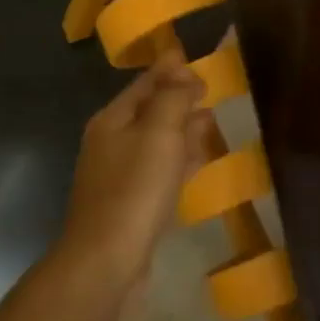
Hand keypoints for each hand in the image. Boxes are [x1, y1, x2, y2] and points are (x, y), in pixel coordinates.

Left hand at [60, 52, 211, 281]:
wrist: (107, 261)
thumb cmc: (134, 189)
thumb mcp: (158, 133)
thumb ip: (172, 98)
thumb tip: (181, 70)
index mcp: (112, 120)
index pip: (144, 84)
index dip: (169, 70)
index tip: (195, 60)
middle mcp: (111, 143)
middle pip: (149, 111)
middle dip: (178, 98)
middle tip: (210, 90)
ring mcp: (120, 176)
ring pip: (157, 142)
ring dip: (183, 129)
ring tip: (212, 121)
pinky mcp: (132, 205)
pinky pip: (161, 171)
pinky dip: (181, 159)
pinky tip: (199, 161)